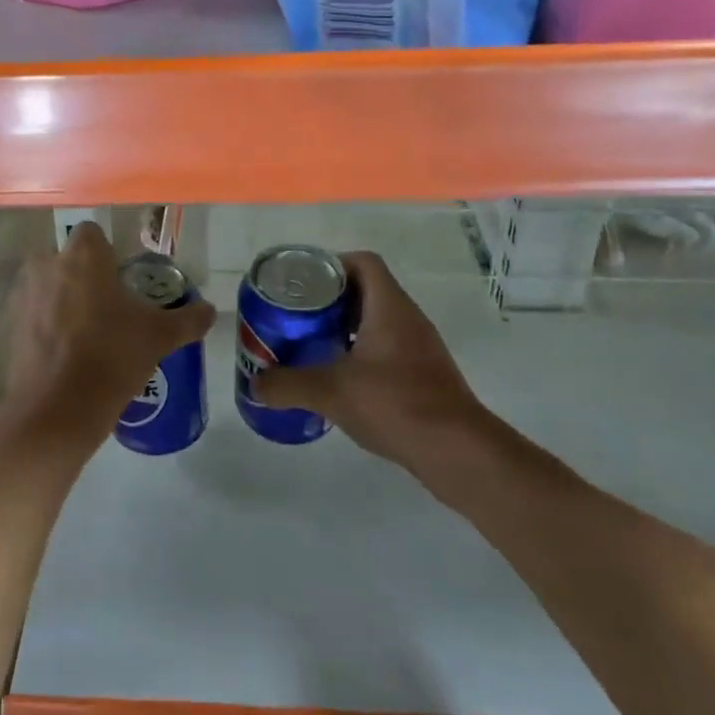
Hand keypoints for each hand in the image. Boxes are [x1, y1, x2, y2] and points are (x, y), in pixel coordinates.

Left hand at [0, 224, 214, 466]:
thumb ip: (188, 319)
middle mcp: (48, 264)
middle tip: (108, 306)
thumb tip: (210, 311)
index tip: (121, 279)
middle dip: (84, 275)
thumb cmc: (112, 357)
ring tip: (88, 332)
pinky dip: (47, 324)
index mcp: (83, 255)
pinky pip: (34, 313)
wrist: (56, 411)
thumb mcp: (159, 337)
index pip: (93, 233)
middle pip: (68, 258)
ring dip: (63, 298)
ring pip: (48, 284)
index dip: (107, 253)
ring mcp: (25, 294)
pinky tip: (67, 353)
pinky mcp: (11, 325)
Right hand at [257, 251, 493, 474]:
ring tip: (313, 344)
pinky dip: (362, 354)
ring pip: (377, 322)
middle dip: (331, 299)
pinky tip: (341, 379)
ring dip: (346, 328)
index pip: (364, 263)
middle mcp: (408, 318)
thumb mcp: (330, 392)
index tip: (304, 284)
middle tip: (299, 315)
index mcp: (389, 306)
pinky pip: (388, 349)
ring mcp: (420, 347)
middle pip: (367, 290)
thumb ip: (288, 385)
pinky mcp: (425, 375)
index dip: (333, 264)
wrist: (458, 452)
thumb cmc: (394, 404)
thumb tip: (256, 384)